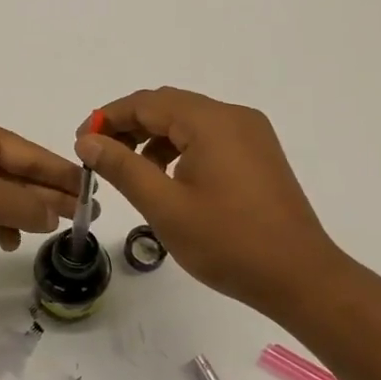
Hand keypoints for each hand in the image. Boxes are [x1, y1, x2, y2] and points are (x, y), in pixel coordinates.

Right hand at [76, 87, 345, 317]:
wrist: (299, 277)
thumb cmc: (227, 242)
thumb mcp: (164, 206)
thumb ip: (122, 168)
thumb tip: (88, 141)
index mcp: (211, 122)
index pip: (147, 102)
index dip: (108, 117)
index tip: (80, 143)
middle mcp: (234, 117)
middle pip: (168, 106)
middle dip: (129, 126)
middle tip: (98, 156)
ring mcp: (251, 134)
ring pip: (189, 121)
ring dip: (153, 137)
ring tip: (128, 170)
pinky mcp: (259, 154)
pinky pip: (209, 137)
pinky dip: (180, 148)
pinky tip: (167, 178)